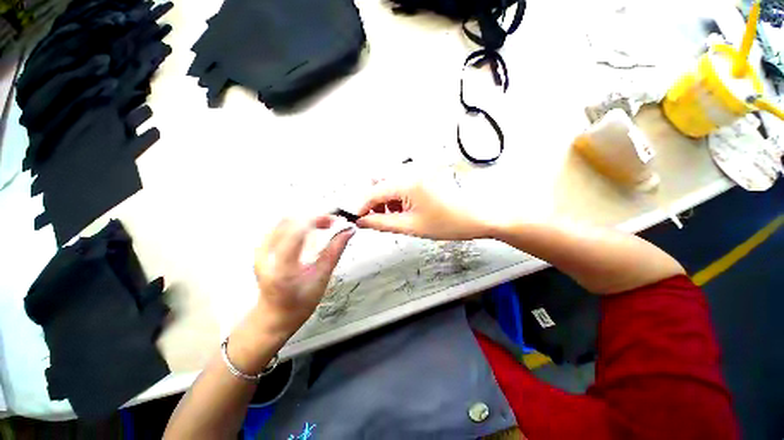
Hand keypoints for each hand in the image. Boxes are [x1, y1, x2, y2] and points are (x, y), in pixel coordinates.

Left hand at [253, 215, 354, 336]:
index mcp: (282, 267)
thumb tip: (349, 231)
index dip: (318, 220)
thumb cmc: (300, 303)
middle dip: (314, 217)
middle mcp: (266, 254)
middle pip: (290, 221)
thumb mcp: (322, 278)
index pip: (297, 231)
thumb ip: (335, 251)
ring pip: (285, 221)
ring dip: (307, 219)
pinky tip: (310, 231)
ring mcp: (261, 250)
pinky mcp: (261, 248)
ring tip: (324, 225)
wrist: (274, 316)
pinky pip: (281, 227)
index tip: (336, 220)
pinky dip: (299, 224)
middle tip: (332, 223)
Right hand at [356, 167, 495, 239]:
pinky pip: (402, 183)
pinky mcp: (424, 175)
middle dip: (374, 203)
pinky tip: (404, 209)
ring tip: (394, 217)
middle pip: (380, 184)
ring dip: (386, 200)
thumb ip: (382, 223)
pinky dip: (397, 197)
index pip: (373, 192)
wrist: (478, 216)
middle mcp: (410, 171)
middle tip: (378, 220)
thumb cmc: (448, 223)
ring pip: (390, 184)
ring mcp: (419, 171)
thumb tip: (362, 222)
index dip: (362, 207)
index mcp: (406, 182)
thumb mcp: (411, 226)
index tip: (358, 220)